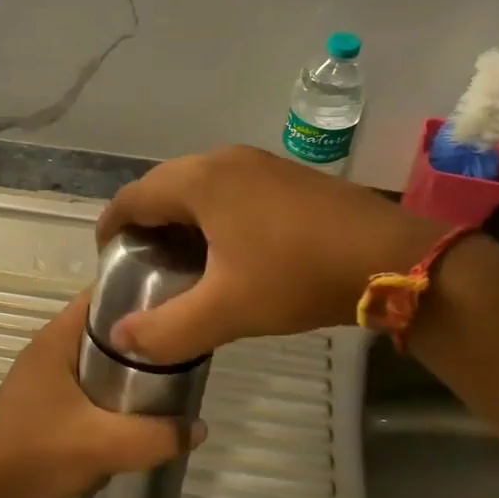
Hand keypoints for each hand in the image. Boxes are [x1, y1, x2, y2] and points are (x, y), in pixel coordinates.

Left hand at [0, 292, 200, 497]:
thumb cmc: (36, 456)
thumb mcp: (105, 445)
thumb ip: (157, 436)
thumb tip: (199, 427)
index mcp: (56, 339)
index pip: (103, 295)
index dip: (142, 292)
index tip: (182, 302)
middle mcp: (48, 350)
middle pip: (105, 329)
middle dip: (143, 338)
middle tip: (184, 349)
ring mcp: (43, 381)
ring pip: (97, 362)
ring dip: (128, 371)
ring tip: (170, 381)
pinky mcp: (43, 408)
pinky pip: (87, 388)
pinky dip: (111, 395)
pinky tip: (137, 415)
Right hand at [94, 145, 444, 363]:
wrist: (391, 257)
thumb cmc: (299, 276)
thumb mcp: (227, 311)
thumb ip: (166, 330)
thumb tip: (120, 338)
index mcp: (200, 181)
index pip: (133, 197)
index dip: (111, 228)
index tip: (108, 260)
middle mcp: (223, 159)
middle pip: (163, 185)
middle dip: (145, 221)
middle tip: (143, 264)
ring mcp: (258, 162)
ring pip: (198, 184)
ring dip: (180, 217)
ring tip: (179, 259)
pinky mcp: (285, 174)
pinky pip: (229, 187)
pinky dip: (212, 212)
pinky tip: (226, 247)